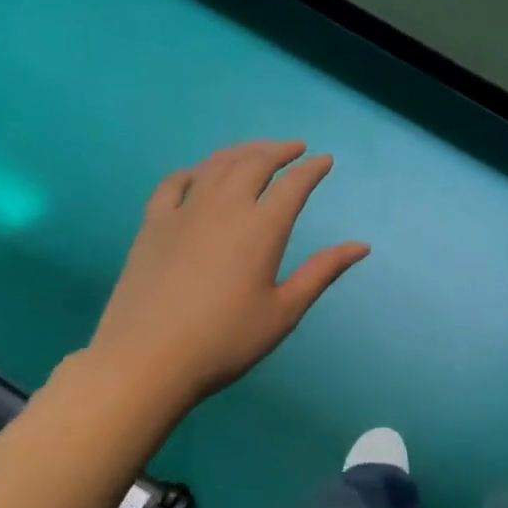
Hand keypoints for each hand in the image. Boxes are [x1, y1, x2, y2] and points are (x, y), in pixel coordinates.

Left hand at [79, 141, 368, 413]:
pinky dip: (195, 170)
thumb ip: (321, 272)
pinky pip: (175, 183)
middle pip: (254, 162)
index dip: (312, 169)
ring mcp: (184, 212)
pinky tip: (200, 175)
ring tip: (256, 152)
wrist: (146, 359)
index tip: (325, 161)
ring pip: (216, 165)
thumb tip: (361, 246)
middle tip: (294, 149)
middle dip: (279, 150)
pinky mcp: (153, 224)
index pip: (293, 185)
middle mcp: (225, 207)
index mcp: (261, 228)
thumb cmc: (225, 340)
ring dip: (242, 152)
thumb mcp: (284, 312)